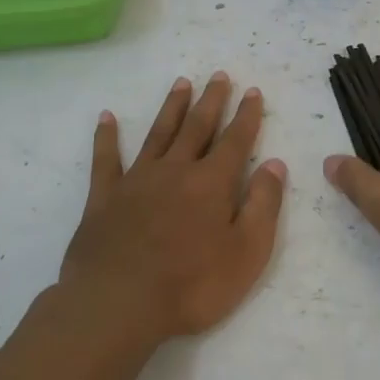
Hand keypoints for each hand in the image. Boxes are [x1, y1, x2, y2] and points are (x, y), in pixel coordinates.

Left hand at [59, 72, 286, 343]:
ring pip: (159, 134)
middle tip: (219, 75)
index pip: (235, 140)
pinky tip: (107, 118)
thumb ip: (263, 205)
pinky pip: (106, 160)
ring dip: (172, 108)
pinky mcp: (104, 198)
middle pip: (197, 127)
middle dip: (212, 100)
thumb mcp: (247, 252)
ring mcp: (137, 181)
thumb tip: (274, 164)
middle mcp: (176, 170)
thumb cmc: (192, 285)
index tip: (252, 91)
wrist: (118, 303)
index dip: (247, 115)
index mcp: (212, 183)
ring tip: (181, 83)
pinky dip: (107, 138)